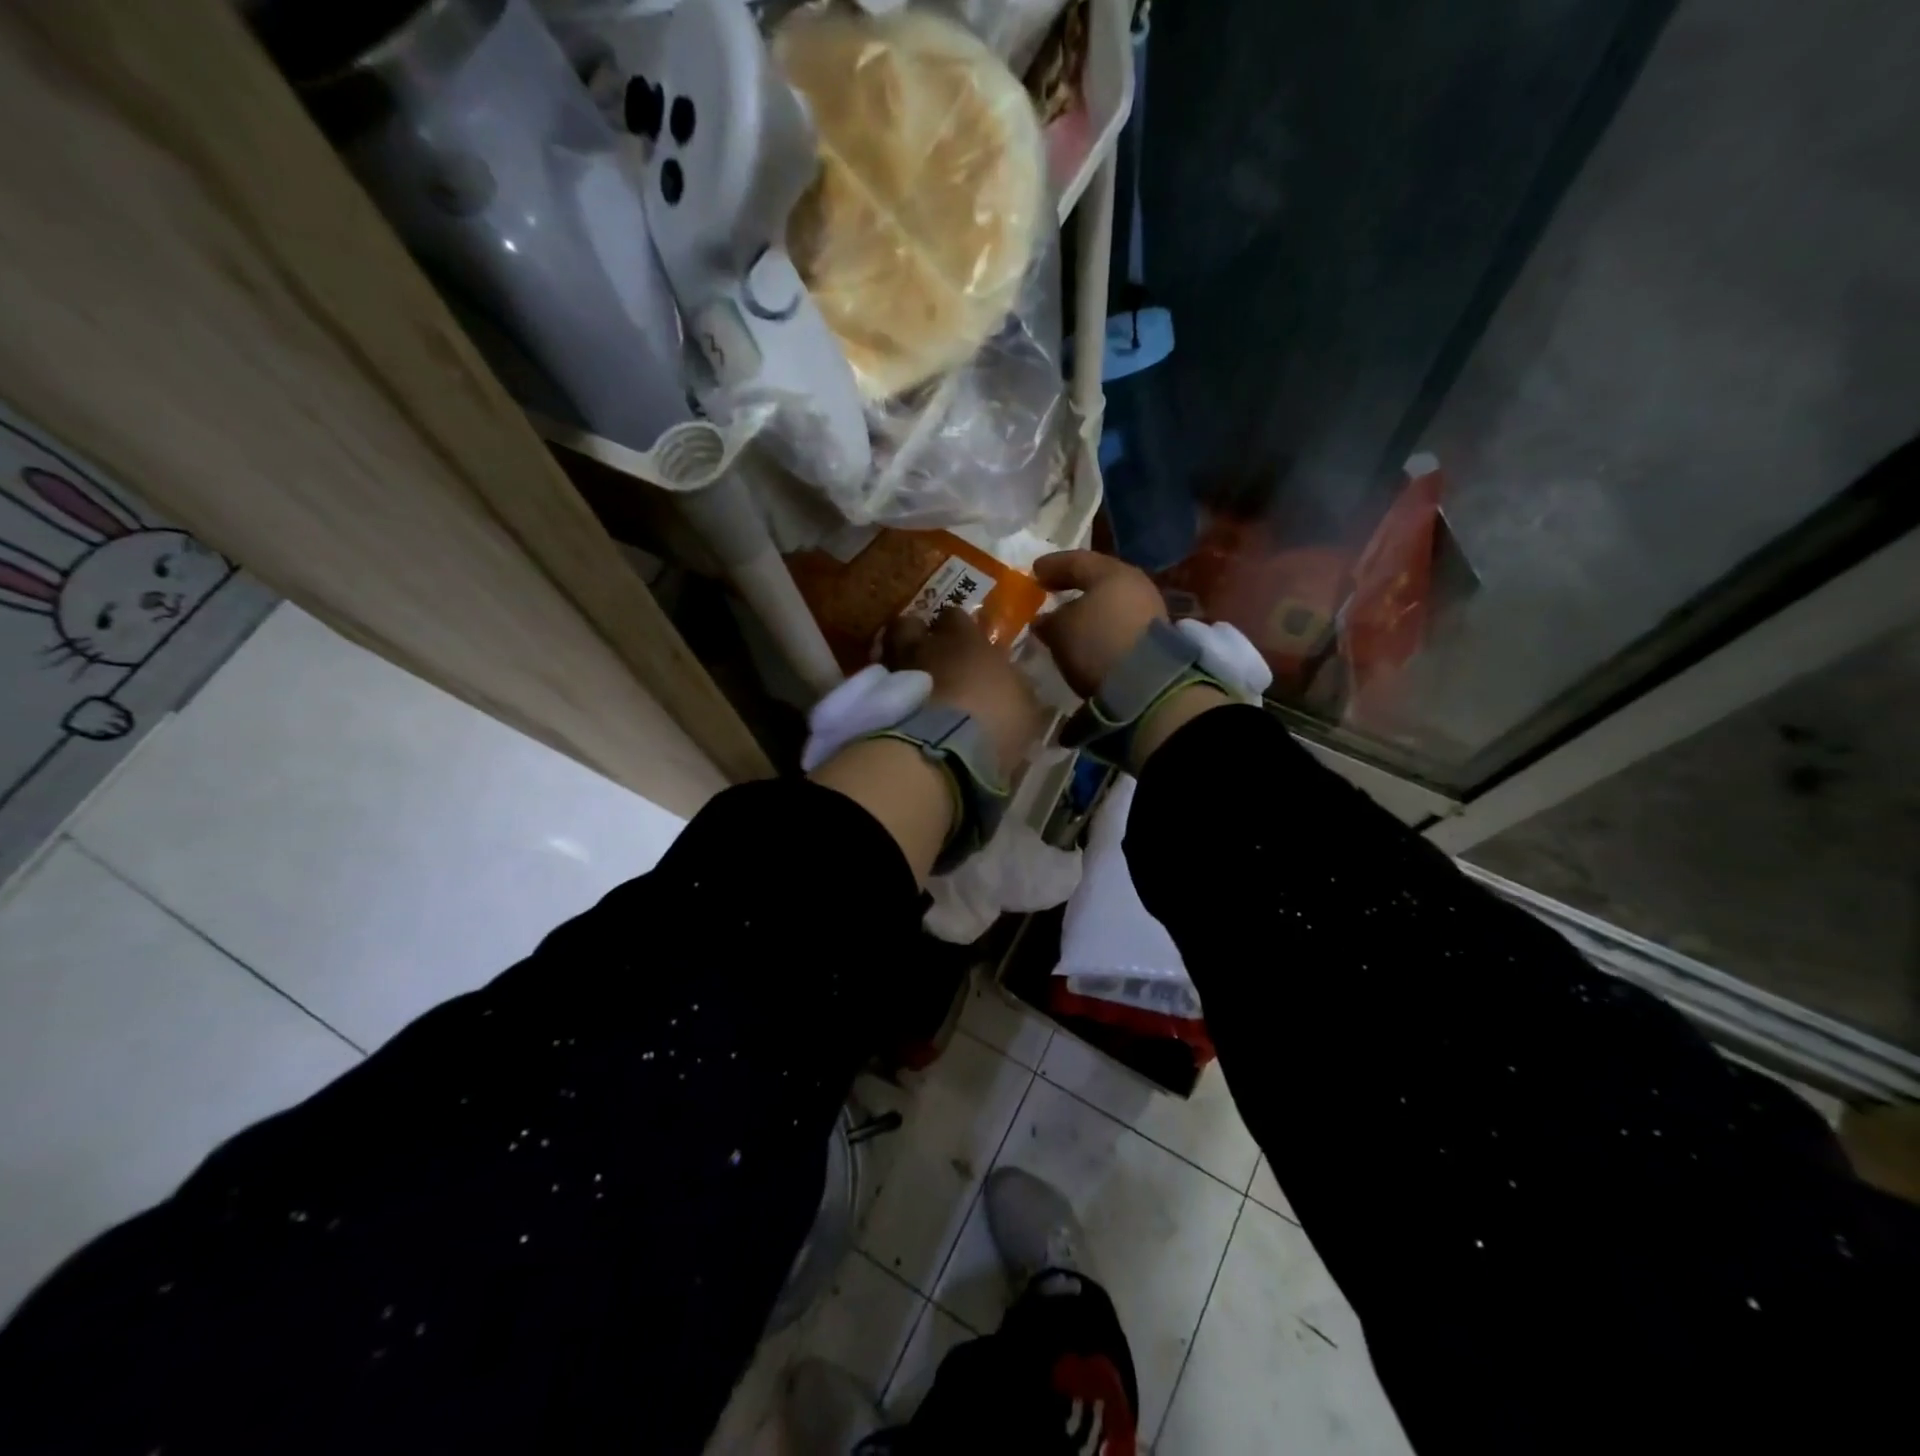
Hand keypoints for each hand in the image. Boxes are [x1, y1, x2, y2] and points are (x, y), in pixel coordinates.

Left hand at [887, 609, 1046, 777]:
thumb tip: (1016, 684)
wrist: (942, 751)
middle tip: (924, 651)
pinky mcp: (874, 701)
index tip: (962, 640)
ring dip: (895, 662)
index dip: (956, 626)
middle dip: (914, 635)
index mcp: (964, 640)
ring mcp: (894, 672)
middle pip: (908, 625)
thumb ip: (1017, 689)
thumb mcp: (1025, 707)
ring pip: (886, 652)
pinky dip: (884, 692)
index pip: (954, 616)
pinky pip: (877, 686)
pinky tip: (894, 707)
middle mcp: (923, 647)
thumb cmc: (994, 720)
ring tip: (905, 679)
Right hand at [1031, 550, 1168, 699]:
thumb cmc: (1097, 644)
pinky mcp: (1154, 636)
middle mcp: (1134, 583)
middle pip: (1097, 579)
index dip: (1052, 565)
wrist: (1147, 684)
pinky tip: (1087, 635)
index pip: (1076, 560)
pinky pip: (1119, 621)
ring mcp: (1149, 609)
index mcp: (1111, 572)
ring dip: (1088, 607)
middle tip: (1050, 589)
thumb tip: (1044, 620)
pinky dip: (1101, 624)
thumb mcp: (1060, 631)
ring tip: (1067, 617)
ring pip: (1110, 601)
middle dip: (1072, 584)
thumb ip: (1048, 620)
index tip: (1034, 571)